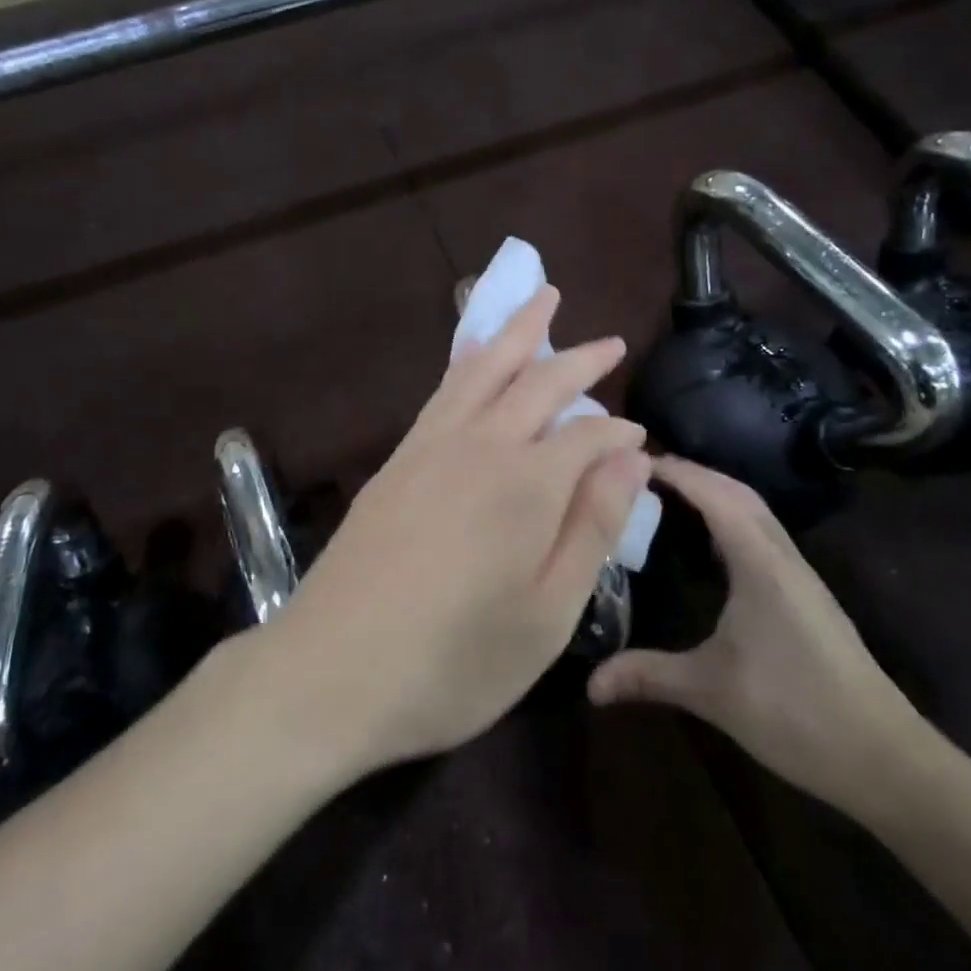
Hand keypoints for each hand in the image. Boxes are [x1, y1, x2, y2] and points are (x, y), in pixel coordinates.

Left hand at [263, 286, 652, 777]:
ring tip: (542, 299)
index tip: (640, 440)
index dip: (618, 433)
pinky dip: (469, 360)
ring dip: (517, 331)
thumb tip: (631, 457)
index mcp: (527, 484)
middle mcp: (479, 445)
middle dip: (579, 359)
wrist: (330, 670)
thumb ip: (591, 526)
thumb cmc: (453, 661)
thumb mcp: (547, 614)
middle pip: (537, 381)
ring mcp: (429, 446)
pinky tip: (476, 358)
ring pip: (483, 368)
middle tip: (610, 342)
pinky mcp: (396, 460)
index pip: (588, 435)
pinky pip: (443, 390)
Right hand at [587, 457, 925, 819]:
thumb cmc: (795, 712)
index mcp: (760, 563)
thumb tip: (588, 684)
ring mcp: (799, 575)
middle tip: (641, 475)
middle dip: (693, 473)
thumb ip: (648, 676)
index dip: (676, 471)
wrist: (884, 759)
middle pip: (738, 492)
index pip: (715, 495)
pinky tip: (707, 545)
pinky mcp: (805, 595)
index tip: (630, 461)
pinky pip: (762, 535)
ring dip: (714, 493)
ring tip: (666, 498)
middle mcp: (782, 557)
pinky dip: (730, 519)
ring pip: (755, 512)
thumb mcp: (711, 692)